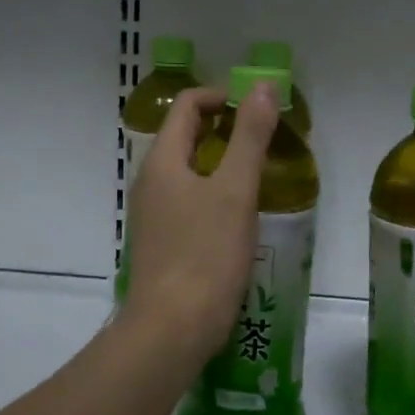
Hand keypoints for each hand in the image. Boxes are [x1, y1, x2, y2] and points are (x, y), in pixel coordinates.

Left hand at [121, 84, 278, 364]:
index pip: (187, 106)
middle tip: (264, 140)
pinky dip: (213, 193)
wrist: (172, 329)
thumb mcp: (235, 190)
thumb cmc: (205, 254)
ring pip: (188, 171)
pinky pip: (188, 201)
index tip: (257, 110)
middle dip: (224, 129)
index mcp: (163, 162)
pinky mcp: (163, 242)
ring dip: (221, 162)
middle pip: (185, 136)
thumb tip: (262, 85)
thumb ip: (250, 136)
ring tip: (257, 175)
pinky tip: (239, 216)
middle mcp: (151, 182)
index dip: (222, 97)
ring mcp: (154, 214)